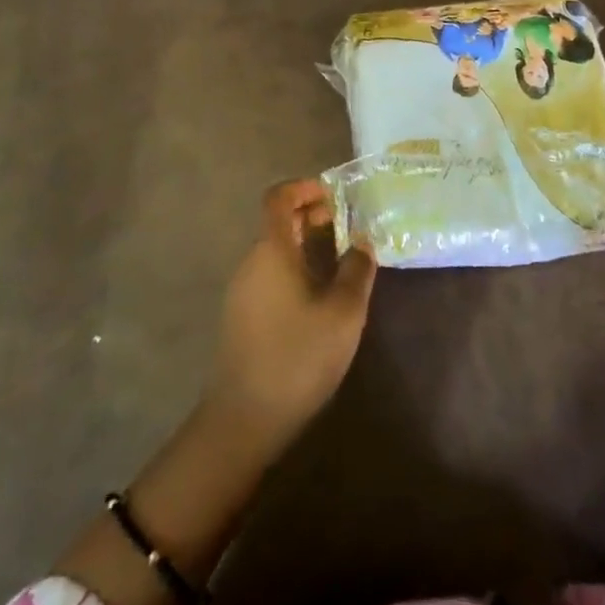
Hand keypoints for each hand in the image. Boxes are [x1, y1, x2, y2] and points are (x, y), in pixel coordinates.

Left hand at [210, 179, 376, 447]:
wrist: (246, 417)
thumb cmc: (299, 355)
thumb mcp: (343, 312)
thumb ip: (357, 270)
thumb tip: (361, 241)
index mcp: (271, 250)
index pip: (278, 198)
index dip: (304, 188)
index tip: (334, 195)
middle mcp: (251, 261)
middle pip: (277, 222)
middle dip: (310, 216)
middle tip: (344, 226)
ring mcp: (242, 290)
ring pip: (274, 250)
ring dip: (304, 244)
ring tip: (339, 261)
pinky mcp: (242, 315)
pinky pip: (269, 273)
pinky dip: (294, 267)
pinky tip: (319, 295)